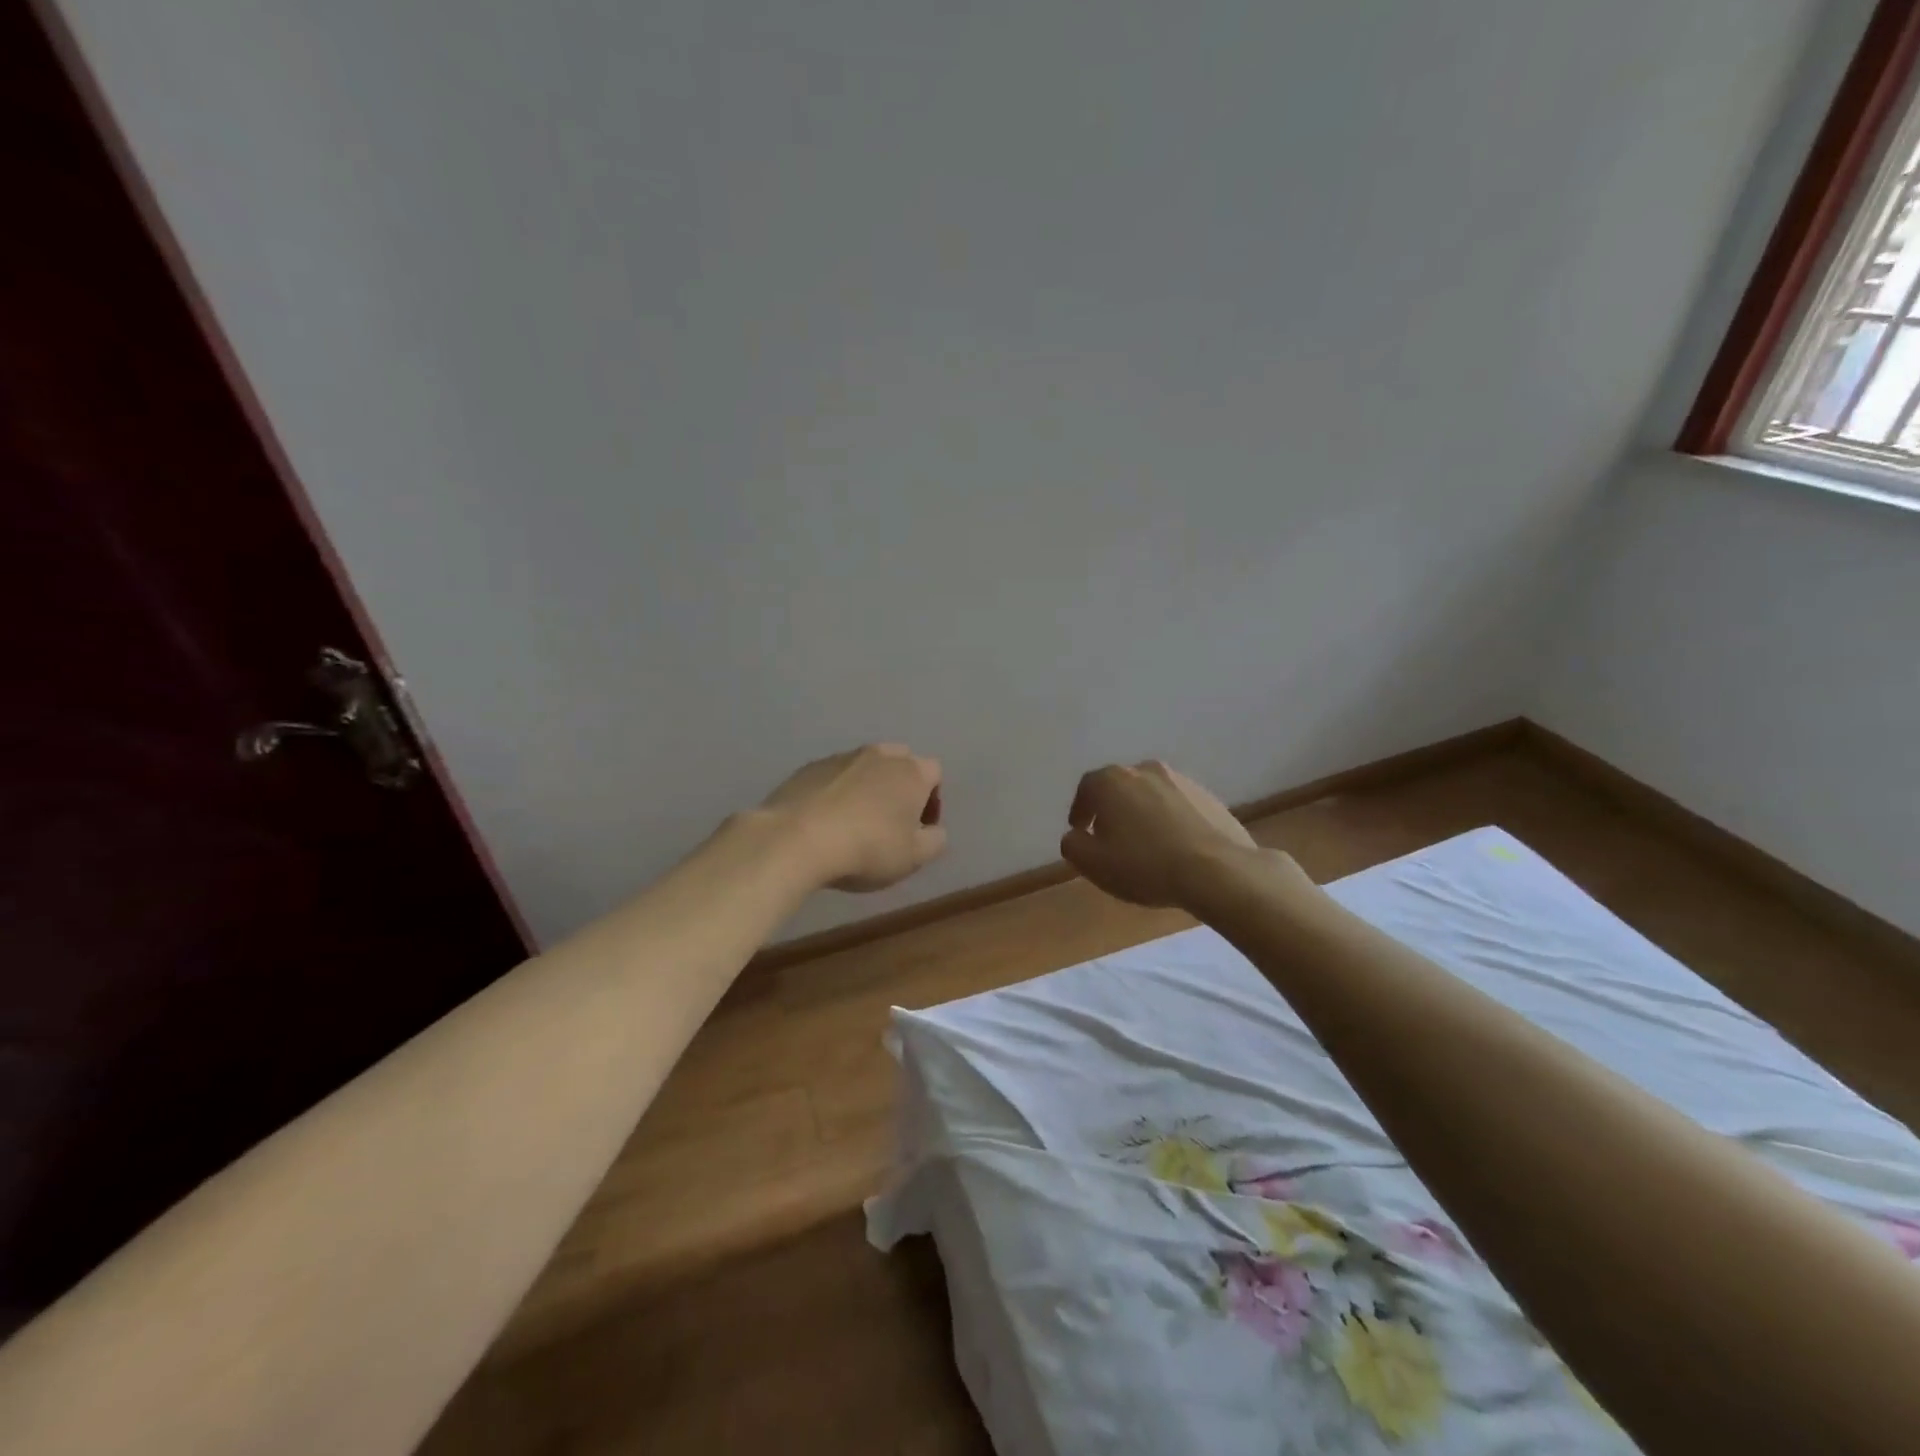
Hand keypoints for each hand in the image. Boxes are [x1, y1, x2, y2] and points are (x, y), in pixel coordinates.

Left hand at [761, 744, 946, 891]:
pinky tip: (825, 821)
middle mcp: (879, 755)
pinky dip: (835, 792)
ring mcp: (841, 757)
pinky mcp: (808, 768)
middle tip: (890, 820)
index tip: (919, 828)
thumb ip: (935, 841)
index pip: (934, 773)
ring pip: (864, 767)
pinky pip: (833, 776)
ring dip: (866, 788)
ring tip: (854, 822)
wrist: (796, 839)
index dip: (932, 800)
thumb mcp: (914, 857)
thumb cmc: (867, 849)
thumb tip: (933, 830)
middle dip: (900, 786)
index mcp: (911, 772)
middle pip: (899, 762)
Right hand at [1060, 759, 1260, 908]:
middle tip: (1110, 836)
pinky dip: (1169, 819)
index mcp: (1112, 781)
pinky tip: (1173, 845)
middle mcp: (1144, 769)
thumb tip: (1075, 836)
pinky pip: (1177, 805)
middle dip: (1111, 809)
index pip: (1086, 788)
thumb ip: (1073, 845)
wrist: (1216, 870)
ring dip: (1142, 812)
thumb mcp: (1093, 864)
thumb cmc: (1145, 865)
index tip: (1080, 830)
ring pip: (1150, 794)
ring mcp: (1180, 780)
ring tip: (1144, 842)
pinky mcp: (1208, 796)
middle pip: (1119, 787)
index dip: (1080, 810)